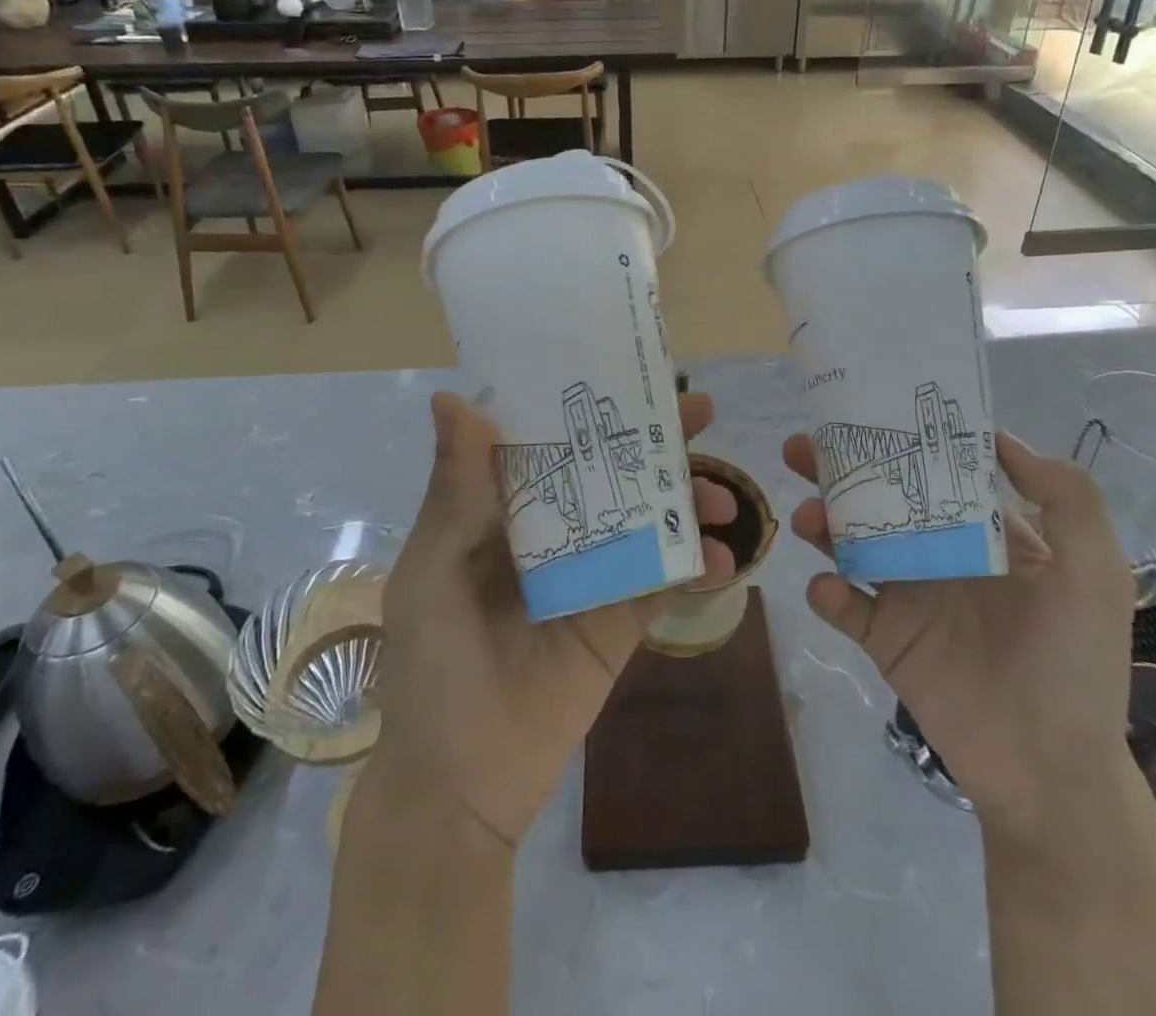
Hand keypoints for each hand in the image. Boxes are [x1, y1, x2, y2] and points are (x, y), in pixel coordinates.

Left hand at [369, 390, 737, 846]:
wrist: (458, 784)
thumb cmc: (432, 664)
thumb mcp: (433, 569)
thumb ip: (454, 489)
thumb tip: (450, 399)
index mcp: (505, 510)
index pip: (553, 440)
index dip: (589, 404)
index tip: (631, 372)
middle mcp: (554, 532)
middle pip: (611, 472)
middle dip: (656, 442)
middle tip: (701, 413)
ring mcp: (592, 576)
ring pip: (648, 520)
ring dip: (688, 501)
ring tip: (720, 498)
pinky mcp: (621, 623)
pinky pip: (664, 585)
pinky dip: (697, 568)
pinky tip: (724, 559)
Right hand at [784, 430, 1133, 837]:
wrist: (1050, 768)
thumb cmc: (1076, 661)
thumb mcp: (1095, 571)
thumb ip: (1066, 497)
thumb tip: (999, 437)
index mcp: (982, 533)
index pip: (934, 472)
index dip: (901, 441)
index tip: (867, 410)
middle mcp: (938, 554)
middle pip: (878, 500)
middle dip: (837, 472)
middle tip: (801, 449)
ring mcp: (906, 596)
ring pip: (850, 544)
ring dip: (823, 525)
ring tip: (809, 517)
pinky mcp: (884, 639)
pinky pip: (844, 607)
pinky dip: (827, 593)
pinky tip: (830, 588)